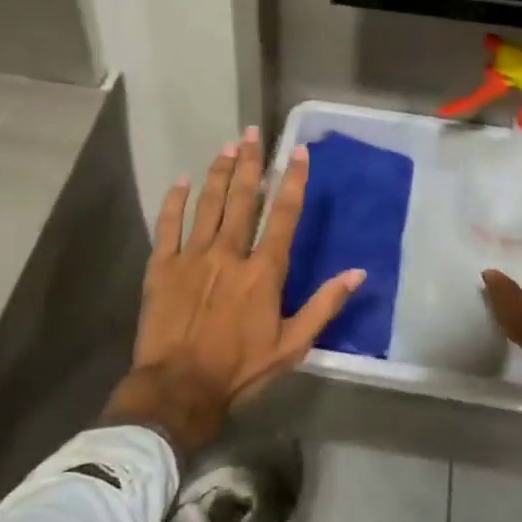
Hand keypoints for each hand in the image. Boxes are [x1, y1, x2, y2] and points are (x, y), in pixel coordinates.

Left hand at [101, 128, 365, 453]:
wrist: (179, 389)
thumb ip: (324, 306)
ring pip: (209, 204)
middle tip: (253, 132)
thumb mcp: (292, 345)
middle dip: (251, 163)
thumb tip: (358, 273)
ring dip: (220, 172)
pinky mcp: (162, 266)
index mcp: (263, 271)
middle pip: (244, 199)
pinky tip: (181, 180)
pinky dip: (174, 200)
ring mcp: (193, 256)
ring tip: (228, 146)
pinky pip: (168, 224)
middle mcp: (230, 253)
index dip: (293, 181)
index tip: (297, 153)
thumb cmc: (239, 370)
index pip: (284, 216)